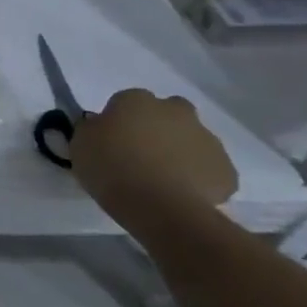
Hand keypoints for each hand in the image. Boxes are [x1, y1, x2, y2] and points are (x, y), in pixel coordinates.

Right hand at [71, 88, 238, 212]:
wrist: (160, 206)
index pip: (125, 101)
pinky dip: (197, 177)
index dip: (118, 120)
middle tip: (140, 152)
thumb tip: (101, 127)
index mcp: (136, 101)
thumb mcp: (80, 144)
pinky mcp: (227, 170)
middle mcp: (175, 112)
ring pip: (191, 140)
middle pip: (169, 112)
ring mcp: (207, 140)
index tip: (109, 139)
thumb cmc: (111, 167)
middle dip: (158, 126)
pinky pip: (209, 169)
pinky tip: (179, 193)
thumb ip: (92, 129)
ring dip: (179, 151)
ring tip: (160, 179)